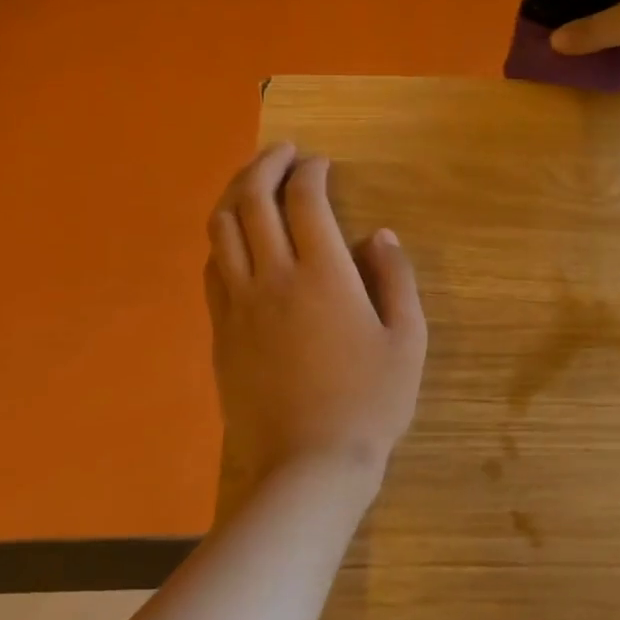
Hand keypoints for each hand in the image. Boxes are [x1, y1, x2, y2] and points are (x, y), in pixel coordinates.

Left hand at [205, 143, 426, 484]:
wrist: (308, 468)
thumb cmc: (369, 402)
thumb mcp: (407, 339)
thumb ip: (396, 278)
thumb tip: (378, 235)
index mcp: (323, 274)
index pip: (304, 199)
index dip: (311, 171)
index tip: (321, 163)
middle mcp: (273, 277)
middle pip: (253, 200)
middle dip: (267, 165)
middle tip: (284, 152)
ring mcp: (239, 304)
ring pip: (223, 228)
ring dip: (237, 193)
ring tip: (254, 181)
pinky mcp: (220, 331)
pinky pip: (212, 268)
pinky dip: (224, 238)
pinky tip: (238, 237)